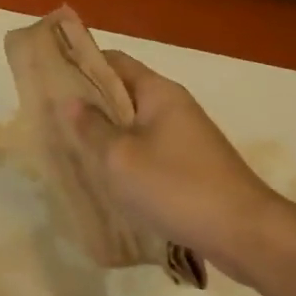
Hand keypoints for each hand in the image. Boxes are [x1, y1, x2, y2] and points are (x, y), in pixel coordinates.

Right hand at [65, 50, 295, 288]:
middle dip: (88, 101)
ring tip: (70, 146)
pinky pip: (148, 149)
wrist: (245, 234)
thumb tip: (70, 100)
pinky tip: (105, 176)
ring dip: (105, 132)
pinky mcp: (191, 165)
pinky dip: (124, 155)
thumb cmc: (176, 187)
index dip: (81, 63)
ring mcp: (185, 137)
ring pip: (134, 124)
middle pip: (123, 92)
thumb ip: (92, 127)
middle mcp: (173, 106)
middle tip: (51, 116)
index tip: (49, 75)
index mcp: (158, 92)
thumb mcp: (120, 158)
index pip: (114, 61)